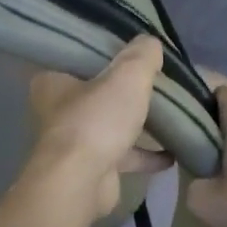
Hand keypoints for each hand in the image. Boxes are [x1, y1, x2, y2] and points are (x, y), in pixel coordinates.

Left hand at [28, 37, 171, 217]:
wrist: (81, 184)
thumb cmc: (96, 121)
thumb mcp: (126, 77)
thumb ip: (141, 56)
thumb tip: (151, 42)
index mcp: (53, 80)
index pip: (81, 57)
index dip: (109, 52)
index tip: (136, 51)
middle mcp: (58, 110)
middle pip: (99, 92)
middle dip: (127, 91)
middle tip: (159, 81)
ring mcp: (74, 141)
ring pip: (111, 125)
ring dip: (138, 124)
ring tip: (172, 115)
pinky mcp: (92, 168)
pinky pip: (123, 155)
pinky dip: (146, 154)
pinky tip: (173, 153)